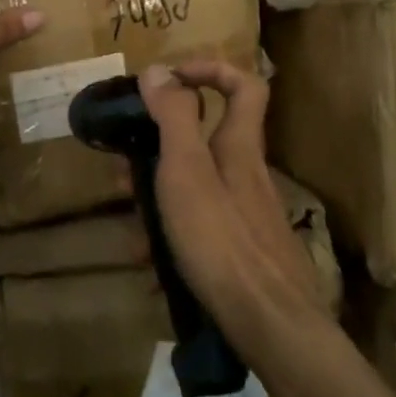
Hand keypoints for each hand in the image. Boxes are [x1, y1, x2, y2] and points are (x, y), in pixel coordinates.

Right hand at [139, 60, 331, 350]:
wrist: (272, 327)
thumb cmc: (222, 240)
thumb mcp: (187, 170)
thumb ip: (173, 118)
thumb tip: (159, 69)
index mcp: (238, 146)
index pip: (244, 86)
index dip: (210, 70)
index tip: (170, 79)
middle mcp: (246, 174)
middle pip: (206, 139)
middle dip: (161, 144)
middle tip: (124, 163)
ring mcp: (246, 215)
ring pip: (196, 186)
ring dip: (158, 194)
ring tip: (127, 218)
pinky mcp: (241, 251)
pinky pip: (199, 226)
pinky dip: (171, 233)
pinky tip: (148, 260)